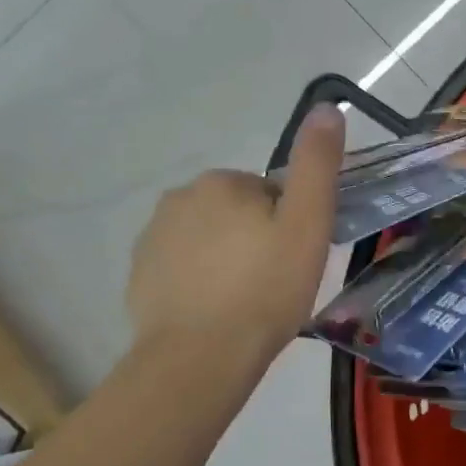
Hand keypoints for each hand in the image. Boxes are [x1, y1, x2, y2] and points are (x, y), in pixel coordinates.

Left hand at [126, 104, 344, 378]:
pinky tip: (214, 314)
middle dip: (255, 240)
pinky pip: (181, 268)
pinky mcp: (139, 275)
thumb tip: (326, 108)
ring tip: (245, 303)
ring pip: (207, 240)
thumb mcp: (307, 225)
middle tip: (274, 284)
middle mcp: (180, 198)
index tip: (294, 261)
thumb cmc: (265, 290)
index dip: (289, 226)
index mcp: (222, 182)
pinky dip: (199, 283)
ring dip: (226, 261)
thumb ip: (317, 165)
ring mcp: (152, 237)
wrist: (200, 357)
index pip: (269, 194)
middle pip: (236, 214)